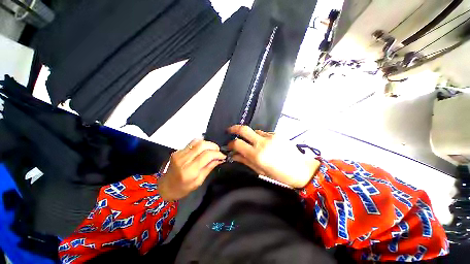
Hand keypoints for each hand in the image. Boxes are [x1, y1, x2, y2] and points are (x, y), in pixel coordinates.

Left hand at [159, 139, 225, 200]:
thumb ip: (209, 168)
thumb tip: (220, 158)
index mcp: (189, 171)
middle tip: (218, 151)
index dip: (217, 154)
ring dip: (207, 143)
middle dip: (213, 146)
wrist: (164, 187)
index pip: (207, 155)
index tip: (223, 156)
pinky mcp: (177, 150)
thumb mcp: (198, 182)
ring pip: (197, 141)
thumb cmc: (182, 189)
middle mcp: (183, 159)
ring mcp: (179, 153)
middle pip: (202, 145)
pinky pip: (192, 143)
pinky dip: (201, 144)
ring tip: (212, 149)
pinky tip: (203, 149)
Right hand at [227, 125, 319, 187]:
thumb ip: (245, 161)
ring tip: (252, 143)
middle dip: (234, 128)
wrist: (301, 169)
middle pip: (244, 129)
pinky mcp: (277, 134)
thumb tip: (234, 155)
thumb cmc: (280, 174)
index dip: (231, 144)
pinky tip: (265, 144)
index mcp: (257, 155)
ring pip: (254, 131)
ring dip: (250, 135)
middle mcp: (262, 143)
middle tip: (229, 130)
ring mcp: (270, 136)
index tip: (229, 145)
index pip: (237, 143)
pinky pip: (264, 133)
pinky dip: (261, 137)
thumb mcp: (260, 170)